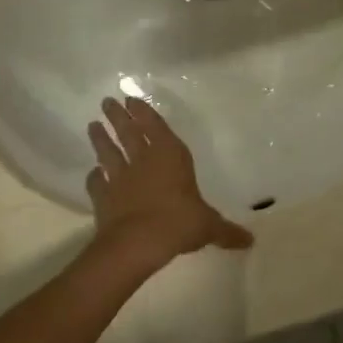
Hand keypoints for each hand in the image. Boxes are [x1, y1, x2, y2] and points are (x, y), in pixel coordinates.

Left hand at [86, 96, 251, 266]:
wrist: (137, 243)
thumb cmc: (179, 223)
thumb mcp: (209, 226)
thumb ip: (227, 231)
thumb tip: (251, 240)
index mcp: (171, 157)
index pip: (156, 128)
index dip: (145, 113)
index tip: (131, 99)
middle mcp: (144, 161)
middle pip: (129, 133)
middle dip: (119, 116)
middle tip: (107, 102)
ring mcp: (120, 178)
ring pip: (108, 152)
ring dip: (101, 139)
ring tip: (93, 125)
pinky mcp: (103, 198)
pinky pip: (96, 183)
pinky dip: (93, 177)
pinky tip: (92, 173)